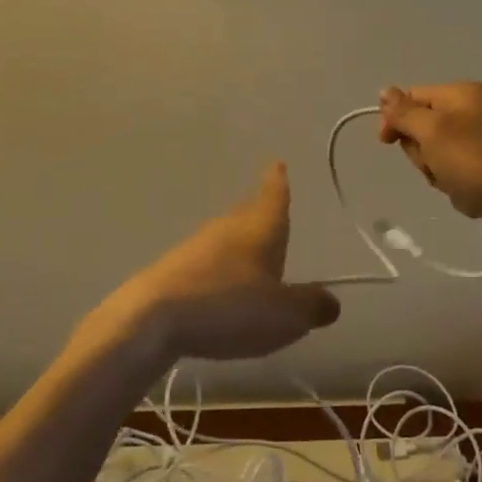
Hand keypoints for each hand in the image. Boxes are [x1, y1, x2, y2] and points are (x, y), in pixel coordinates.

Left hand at [110, 164, 339, 362]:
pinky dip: (218, 270)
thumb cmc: (229, 306)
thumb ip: (310, 306)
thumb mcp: (284, 315)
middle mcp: (228, 228)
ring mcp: (195, 246)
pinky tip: (219, 292)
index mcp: (260, 228)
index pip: (274, 196)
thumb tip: (330, 300)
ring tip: (251, 258)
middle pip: (248, 213)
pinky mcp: (172, 270)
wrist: (151, 318)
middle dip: (260, 212)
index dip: (278, 181)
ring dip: (239, 244)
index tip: (277, 163)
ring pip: (226, 237)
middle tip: (270, 211)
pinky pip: (205, 262)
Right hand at [378, 83, 481, 240]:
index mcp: (462, 92)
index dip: (395, 121)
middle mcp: (478, 109)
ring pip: (444, 156)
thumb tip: (385, 91)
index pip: (412, 97)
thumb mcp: (434, 133)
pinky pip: (466, 174)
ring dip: (443, 176)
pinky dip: (464, 189)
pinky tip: (476, 200)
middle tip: (438, 169)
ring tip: (460, 188)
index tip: (387, 146)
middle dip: (424, 154)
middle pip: (427, 128)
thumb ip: (405, 113)